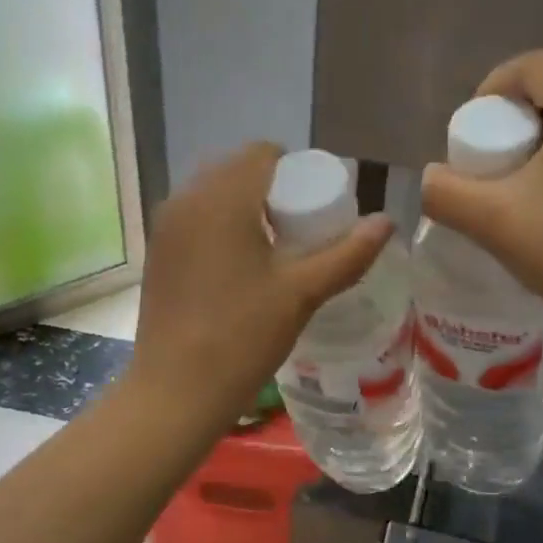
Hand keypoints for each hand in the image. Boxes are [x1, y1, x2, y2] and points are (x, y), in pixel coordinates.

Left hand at [130, 142, 393, 429]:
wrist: (176, 390)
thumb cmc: (242, 336)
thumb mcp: (301, 293)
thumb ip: (347, 255)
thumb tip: (386, 222)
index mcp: (222, 197)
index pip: (263, 153)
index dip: (296, 170)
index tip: (316, 205)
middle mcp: (186, 198)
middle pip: (236, 170)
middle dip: (271, 189)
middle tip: (300, 229)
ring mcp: (165, 226)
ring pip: (212, 194)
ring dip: (244, 207)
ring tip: (272, 249)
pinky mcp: (156, 253)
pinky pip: (194, 219)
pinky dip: (219, 226)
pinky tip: (238, 266)